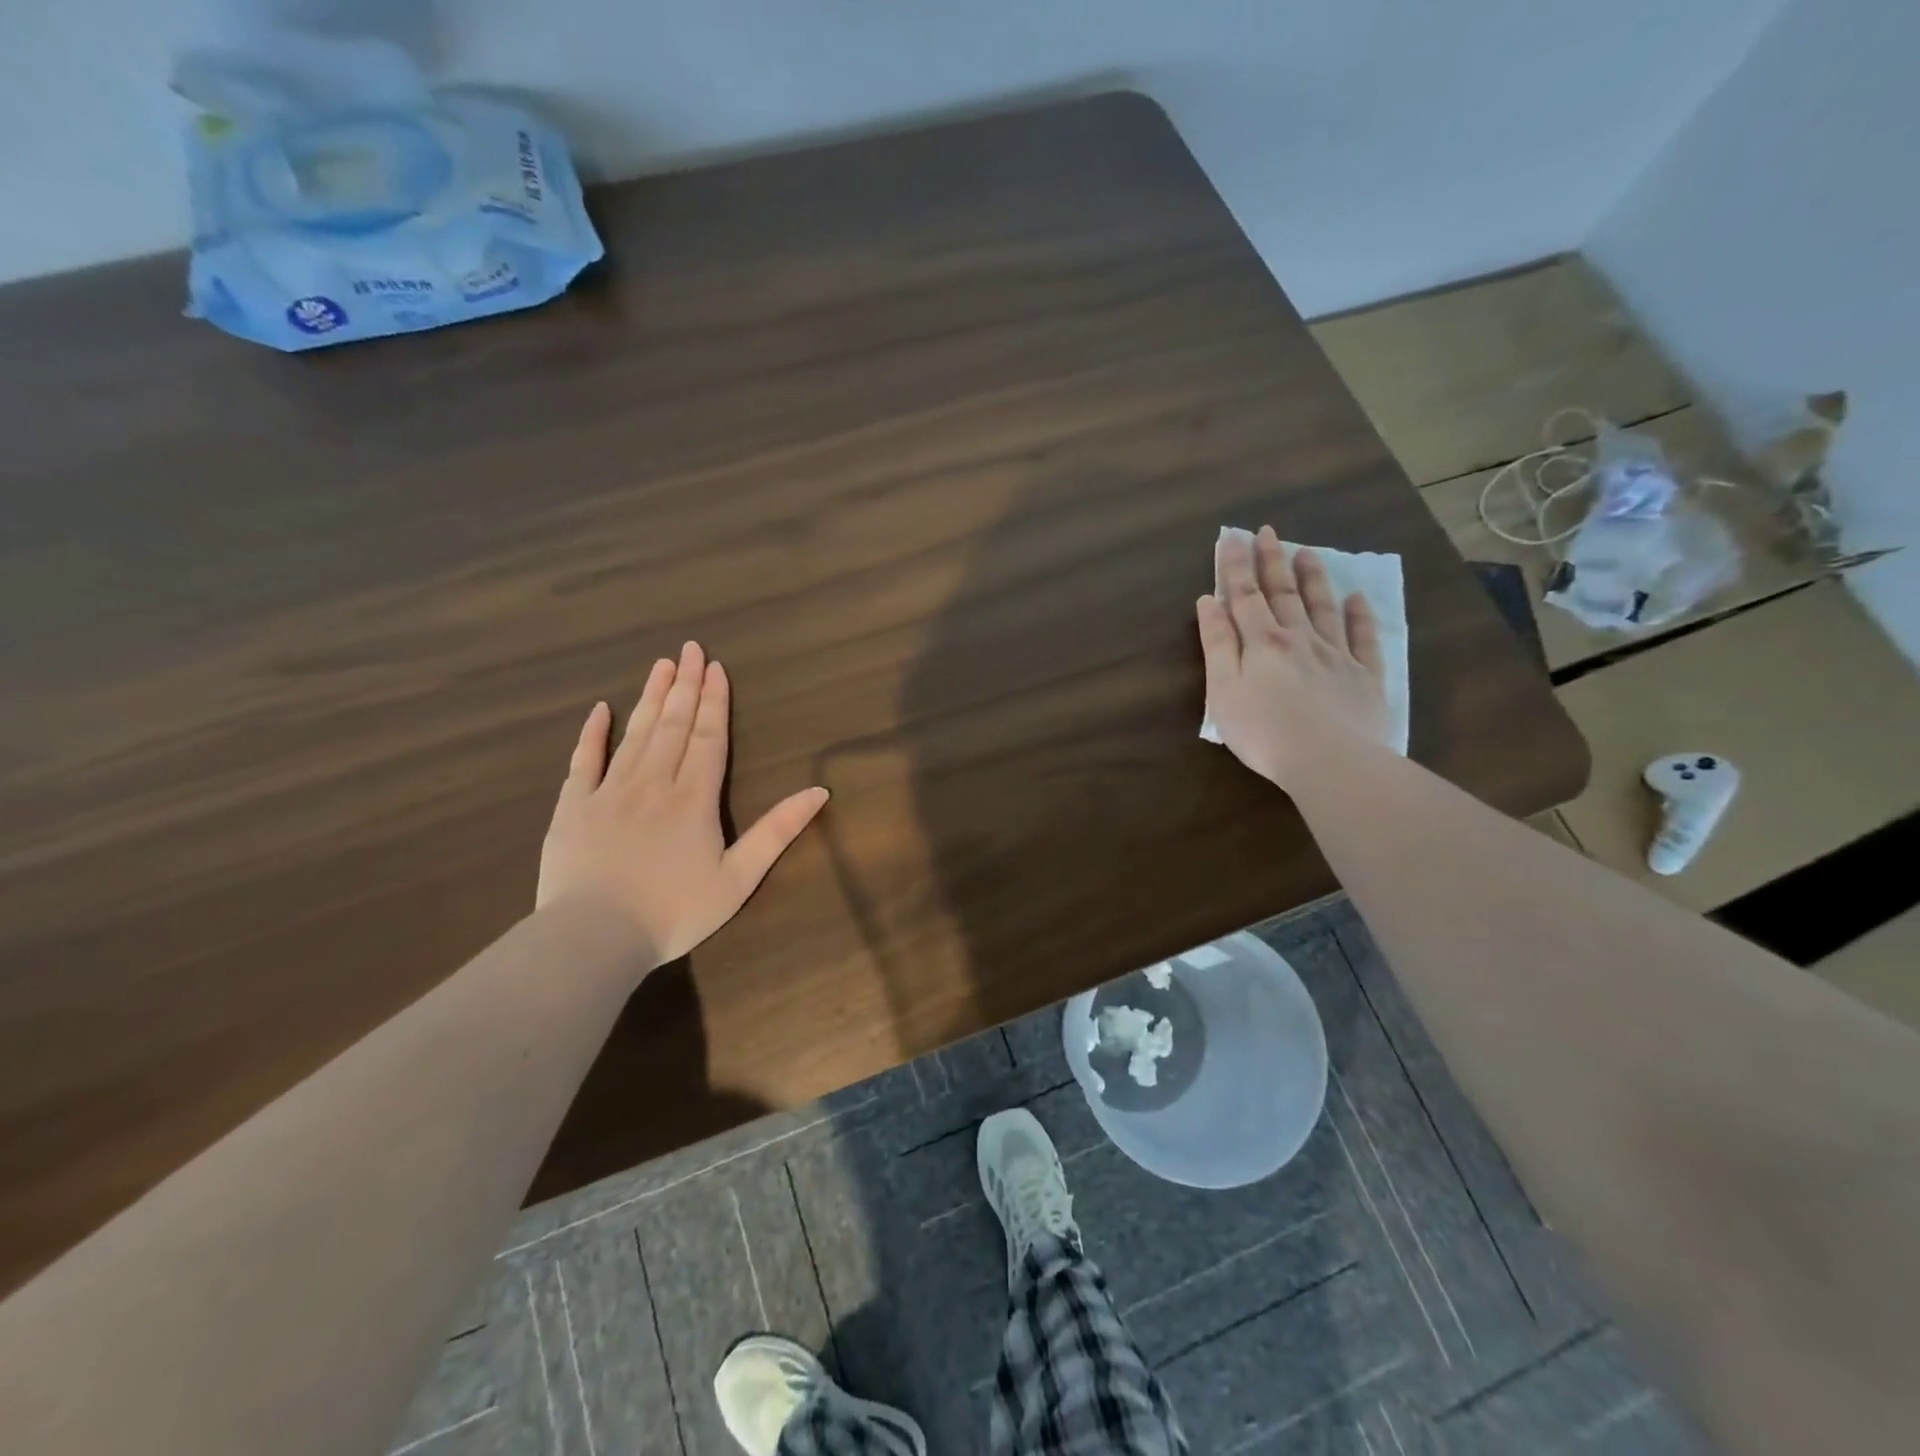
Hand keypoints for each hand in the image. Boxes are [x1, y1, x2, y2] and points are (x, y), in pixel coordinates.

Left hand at [536, 642, 829, 965]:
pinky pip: (584, 761)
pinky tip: (600, 709)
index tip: (717, 667)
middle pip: (674, 725)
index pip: (709, 737)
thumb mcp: (739, 877)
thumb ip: (778, 831)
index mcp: (694, 798)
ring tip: (661, 665)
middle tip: (690, 649)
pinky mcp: (574, 807)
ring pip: (635, 734)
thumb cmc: (675, 912)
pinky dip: (593, 733)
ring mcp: (610, 791)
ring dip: (651, 697)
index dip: (715, 701)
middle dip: (686, 685)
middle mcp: (654, 782)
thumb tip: (819, 791)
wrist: (594, 937)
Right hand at [1196, 526, 1391, 787]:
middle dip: (1272, 562)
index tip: (1231, 538)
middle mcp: (1300, 639)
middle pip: (1284, 594)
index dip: (1236, 566)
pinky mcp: (1365, 677)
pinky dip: (1360, 616)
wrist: (1330, 761)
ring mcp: (1337, 655)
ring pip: (1323, 608)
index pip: (1245, 596)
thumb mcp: (1224, 690)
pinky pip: (1364, 638)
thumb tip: (1209, 601)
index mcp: (1263, 643)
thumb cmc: (1264, 731)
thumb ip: (1218, 644)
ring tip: (1306, 553)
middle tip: (1268, 532)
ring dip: (1313, 579)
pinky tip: (1358, 599)